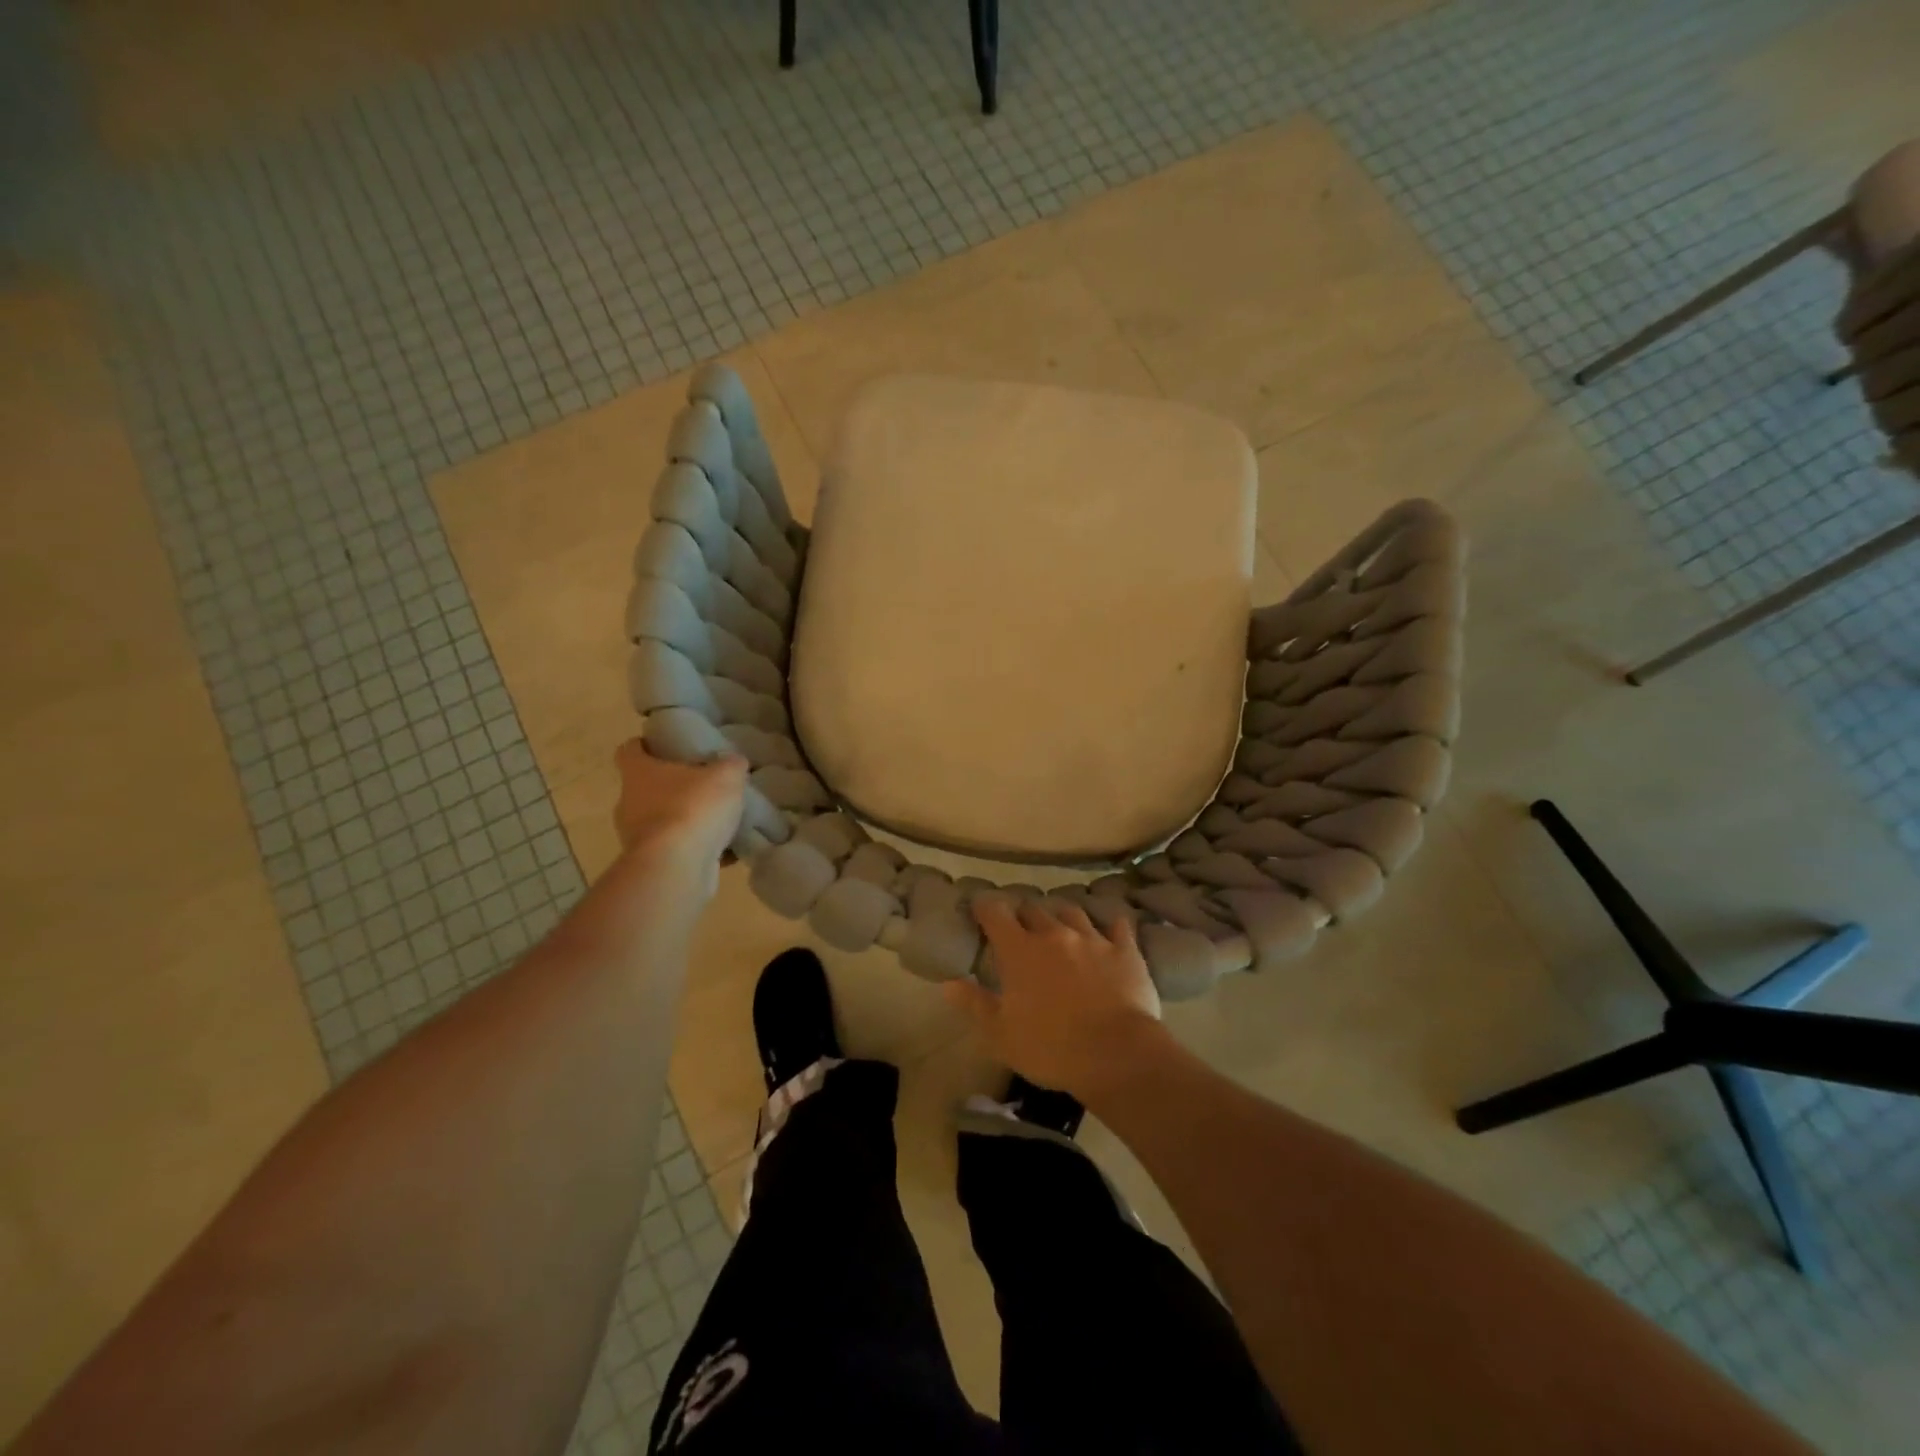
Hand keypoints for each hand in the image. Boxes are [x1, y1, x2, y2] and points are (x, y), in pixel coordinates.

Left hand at [612, 739, 747, 888]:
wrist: (677, 867)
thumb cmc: (693, 808)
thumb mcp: (726, 776)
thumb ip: (731, 765)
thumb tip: (734, 761)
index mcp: (639, 773)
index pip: (629, 750)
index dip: (644, 745)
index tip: (664, 745)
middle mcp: (630, 803)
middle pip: (646, 787)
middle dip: (673, 786)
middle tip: (703, 783)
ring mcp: (637, 837)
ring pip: (661, 821)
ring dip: (685, 820)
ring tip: (718, 820)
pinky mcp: (651, 864)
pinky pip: (676, 850)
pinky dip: (695, 849)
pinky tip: (725, 850)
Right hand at [945, 897, 1166, 1102]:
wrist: (1116, 1054)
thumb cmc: (1050, 1048)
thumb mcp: (1001, 1035)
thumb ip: (975, 1004)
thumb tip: (948, 983)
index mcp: (1020, 951)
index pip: (995, 913)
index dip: (985, 908)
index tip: (980, 910)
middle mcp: (1054, 934)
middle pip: (1034, 908)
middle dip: (1023, 914)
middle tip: (1020, 929)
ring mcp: (1092, 939)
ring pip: (1072, 911)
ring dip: (1061, 915)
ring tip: (1060, 925)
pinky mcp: (1125, 951)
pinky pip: (1118, 926)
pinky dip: (1111, 926)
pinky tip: (1112, 928)